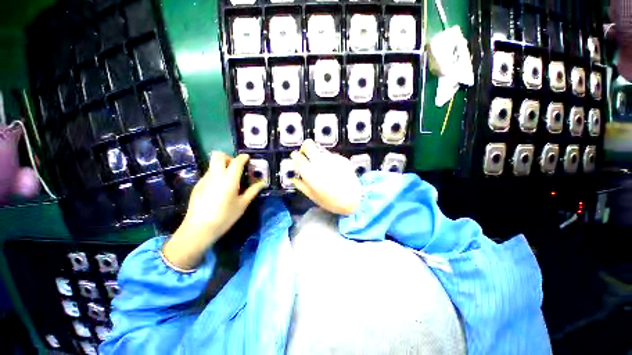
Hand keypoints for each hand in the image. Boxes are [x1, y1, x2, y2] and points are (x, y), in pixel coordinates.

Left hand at [162, 152, 264, 269]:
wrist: (199, 229)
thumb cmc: (225, 216)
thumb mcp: (242, 204)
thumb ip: (253, 191)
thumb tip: (263, 183)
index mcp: (229, 179)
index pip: (236, 161)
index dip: (243, 157)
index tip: (247, 159)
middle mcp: (215, 175)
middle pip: (218, 155)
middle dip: (228, 157)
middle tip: (236, 167)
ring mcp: (204, 180)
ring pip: (213, 165)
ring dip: (222, 167)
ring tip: (229, 180)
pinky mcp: (197, 186)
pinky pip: (208, 174)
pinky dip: (216, 175)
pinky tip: (219, 189)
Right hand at [290, 140, 362, 214]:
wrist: (352, 200)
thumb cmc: (330, 201)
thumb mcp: (312, 195)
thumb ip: (300, 184)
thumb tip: (293, 177)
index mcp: (310, 172)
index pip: (297, 156)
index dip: (295, 156)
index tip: (296, 158)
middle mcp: (320, 162)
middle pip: (308, 144)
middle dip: (305, 148)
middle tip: (306, 155)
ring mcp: (332, 159)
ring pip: (320, 150)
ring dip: (318, 156)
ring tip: (323, 168)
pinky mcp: (342, 159)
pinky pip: (331, 156)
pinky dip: (329, 161)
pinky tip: (334, 171)